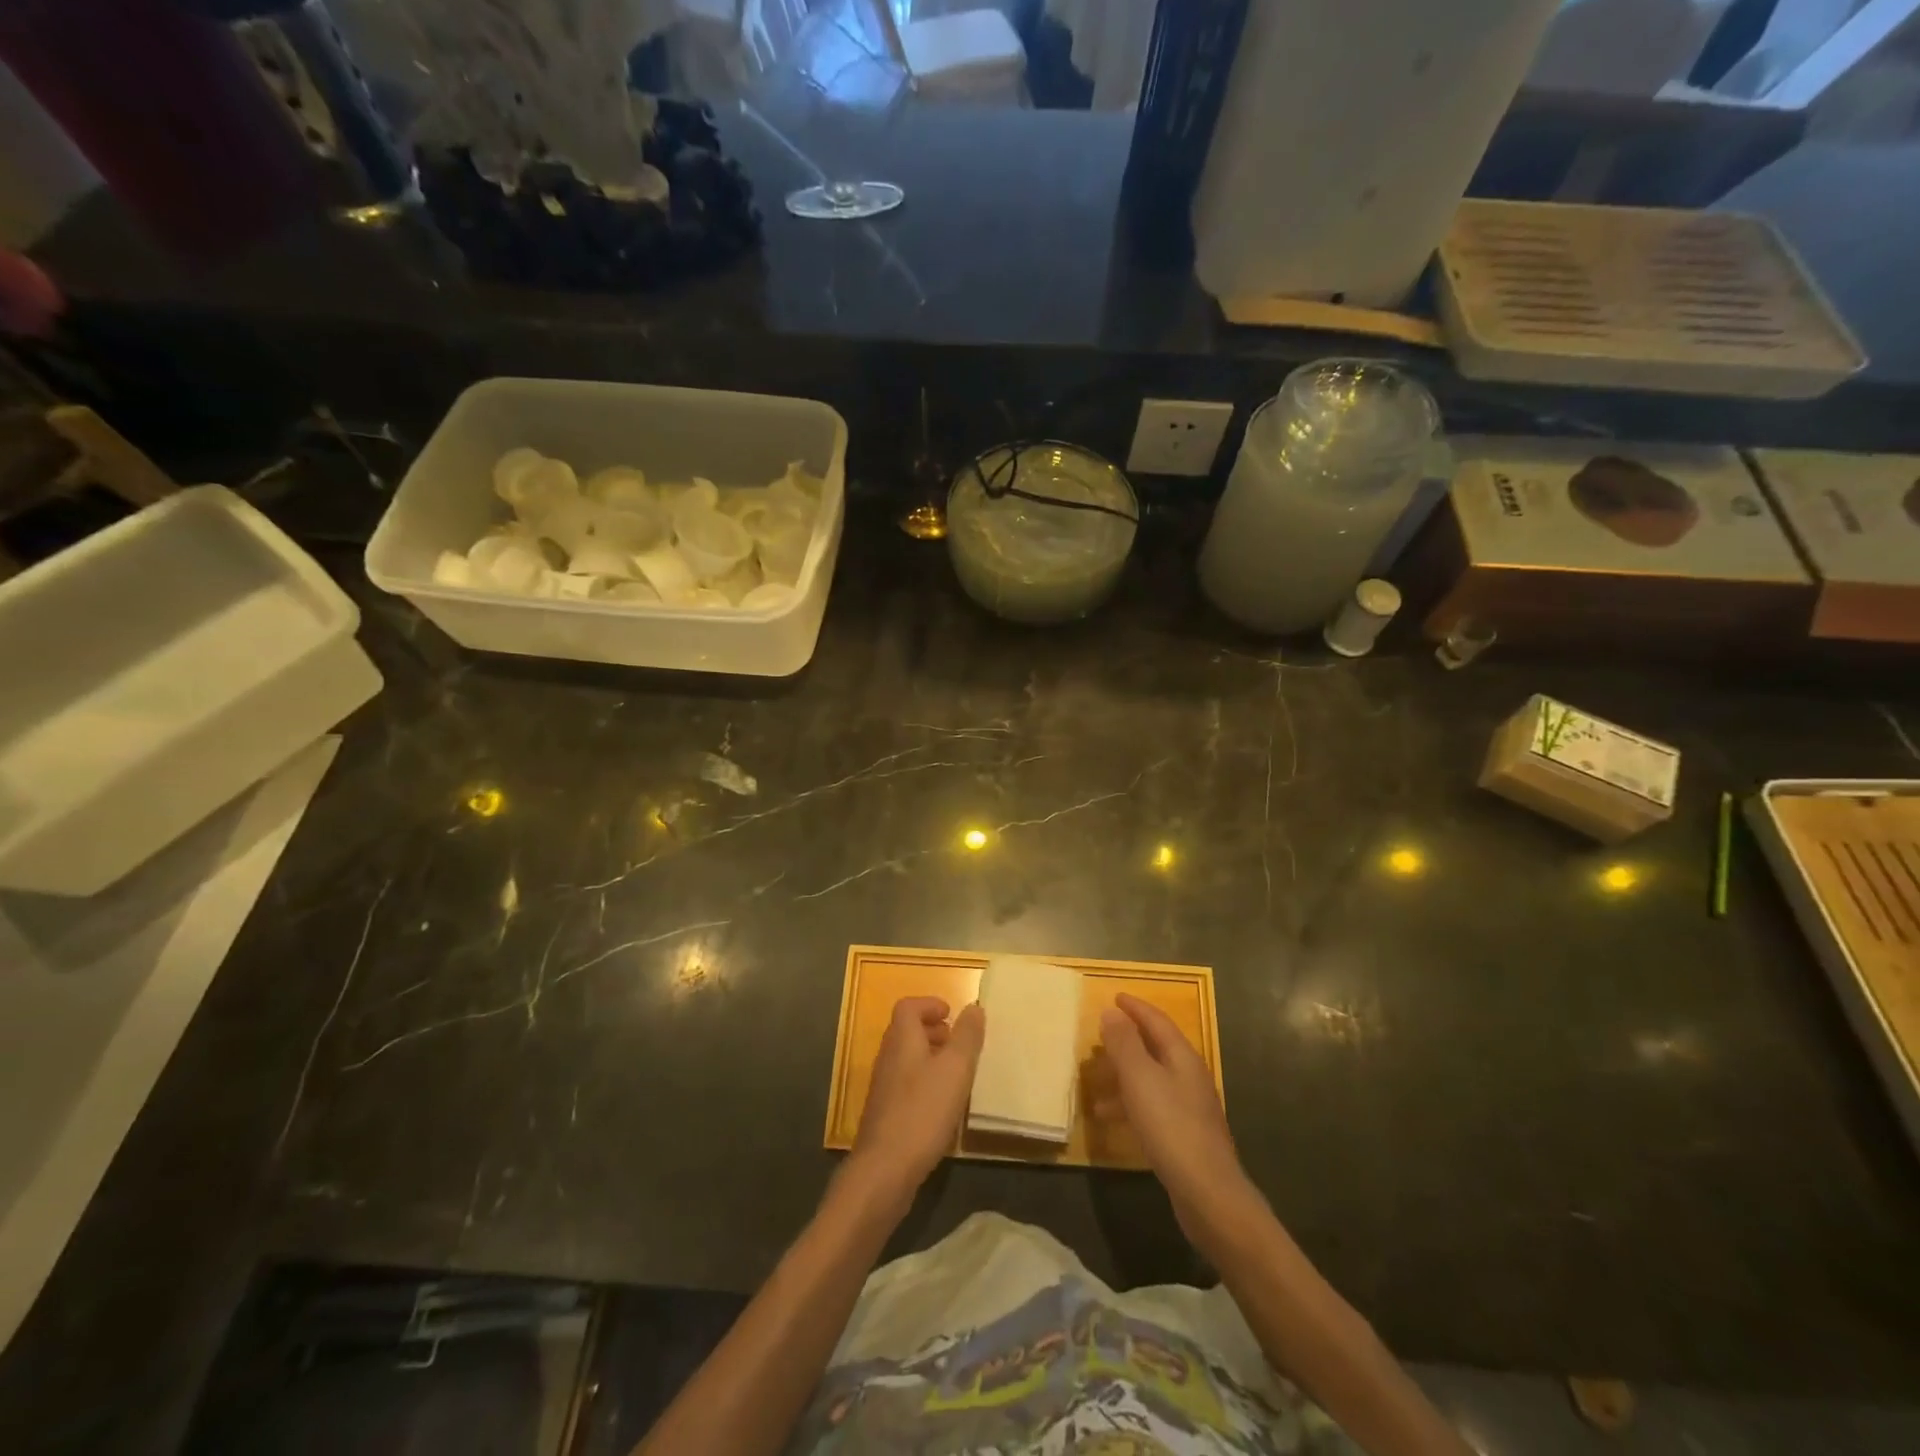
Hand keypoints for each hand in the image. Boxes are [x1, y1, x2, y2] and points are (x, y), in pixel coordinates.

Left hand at [848, 996, 984, 1211]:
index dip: (929, 1004)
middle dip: (932, 1030)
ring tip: (956, 1073)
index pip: (908, 1007)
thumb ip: (967, 1036)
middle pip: (906, 1032)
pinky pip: (906, 1085)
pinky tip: (943, 1106)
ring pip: (907, 1059)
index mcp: (902, 1040)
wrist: (884, 1170)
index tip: (951, 1013)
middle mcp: (888, 1058)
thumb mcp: (955, 1069)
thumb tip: (974, 1007)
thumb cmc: (923, 1111)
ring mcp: (884, 1088)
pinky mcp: (885, 1114)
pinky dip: (925, 1083)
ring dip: (930, 1058)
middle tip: (958, 1041)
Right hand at [1098, 993, 1260, 1246]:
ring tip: (1094, 1081)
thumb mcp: (1140, 1079)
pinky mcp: (1184, 1135)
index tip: (1115, 996)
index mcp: (1182, 1057)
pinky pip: (1151, 1106)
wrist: (1208, 1194)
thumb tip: (1111, 1012)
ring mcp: (1189, 1107)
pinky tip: (1110, 1119)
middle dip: (1127, 1040)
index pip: (1157, 1021)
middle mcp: (1189, 1076)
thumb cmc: (1171, 1127)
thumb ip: (1124, 1044)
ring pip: (1150, 1079)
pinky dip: (1129, 1104)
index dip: (1135, 1007)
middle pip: (1155, 1048)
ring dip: (1123, 1076)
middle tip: (1099, 1036)